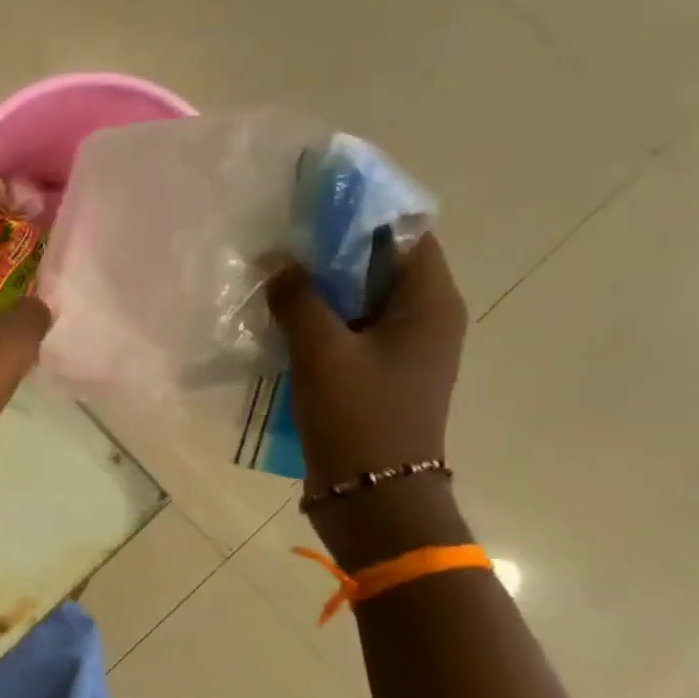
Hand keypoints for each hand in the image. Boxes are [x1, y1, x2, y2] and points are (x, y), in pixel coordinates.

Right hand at [266, 234, 467, 488]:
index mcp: (429, 304)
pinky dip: (315, 317)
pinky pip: (345, 328)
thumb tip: (277, 259)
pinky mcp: (374, 373)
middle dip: (329, 247)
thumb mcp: (322, 352)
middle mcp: (423, 319)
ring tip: (269, 272)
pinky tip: (276, 316)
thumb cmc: (358, 418)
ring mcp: (398, 348)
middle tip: (279, 235)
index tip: (311, 199)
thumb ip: (298, 298)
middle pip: (377, 262)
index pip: (403, 232)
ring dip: (317, 285)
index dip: (360, 210)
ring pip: (356, 297)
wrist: (372, 498)